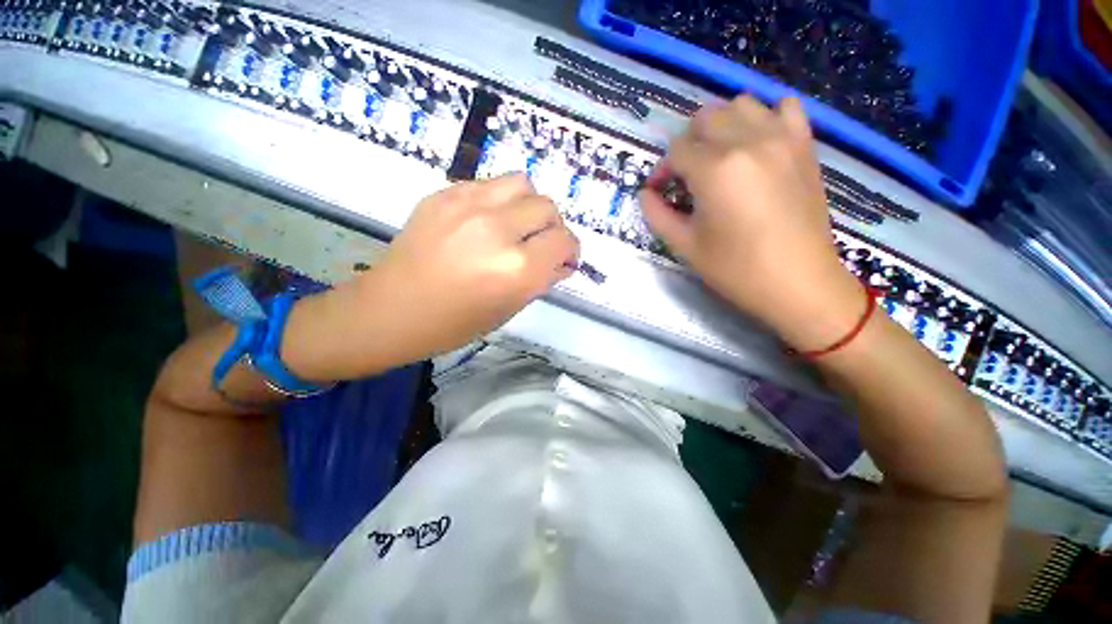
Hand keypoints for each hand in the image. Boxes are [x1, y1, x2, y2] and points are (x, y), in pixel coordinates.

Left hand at [338, 174, 578, 366]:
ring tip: (516, 224)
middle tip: (540, 243)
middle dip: (552, 227)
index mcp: (517, 269)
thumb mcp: (509, 309)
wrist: (391, 310)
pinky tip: (486, 221)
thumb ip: (542, 280)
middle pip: (547, 207)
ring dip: (528, 204)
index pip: (564, 241)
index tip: (564, 258)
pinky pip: (488, 184)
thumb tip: (562, 261)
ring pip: (521, 183)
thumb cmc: (454, 323)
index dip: (570, 250)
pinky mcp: (443, 194)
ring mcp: (468, 205)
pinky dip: (499, 200)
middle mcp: (498, 229)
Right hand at [640, 96, 862, 350]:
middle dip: (687, 144)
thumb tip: (646, 194)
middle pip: (705, 118)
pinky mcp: (805, 145)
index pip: (676, 150)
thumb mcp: (685, 246)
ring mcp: (782, 138)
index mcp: (715, 170)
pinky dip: (764, 117)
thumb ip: (657, 214)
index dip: (662, 170)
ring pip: (740, 104)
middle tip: (685, 176)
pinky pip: (784, 107)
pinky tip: (756, 144)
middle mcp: (748, 141)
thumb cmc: (736, 270)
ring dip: (721, 125)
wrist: (799, 283)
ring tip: (717, 157)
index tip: (660, 192)